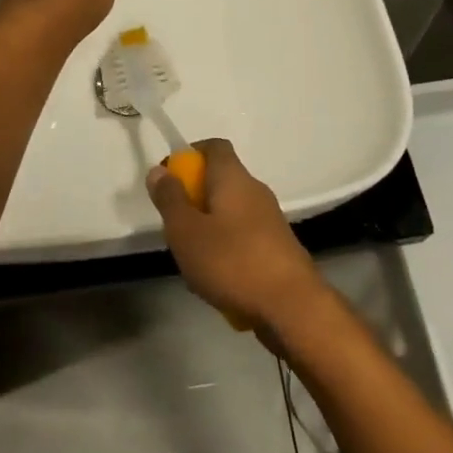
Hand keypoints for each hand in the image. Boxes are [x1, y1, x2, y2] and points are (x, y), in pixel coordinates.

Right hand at [146, 139, 324, 336]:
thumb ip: (170, 199)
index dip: (190, 154)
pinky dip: (227, 249)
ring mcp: (270, 219)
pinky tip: (218, 280)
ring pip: (230, 212)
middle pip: (220, 180)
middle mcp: (255, 190)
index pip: (214, 146)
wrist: (293, 307)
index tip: (170, 178)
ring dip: (209, 227)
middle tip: (175, 226)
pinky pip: (244, 237)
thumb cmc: (232, 262)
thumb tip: (160, 170)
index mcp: (234, 177)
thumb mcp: (186, 231)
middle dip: (194, 198)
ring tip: (193, 259)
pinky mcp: (278, 247)